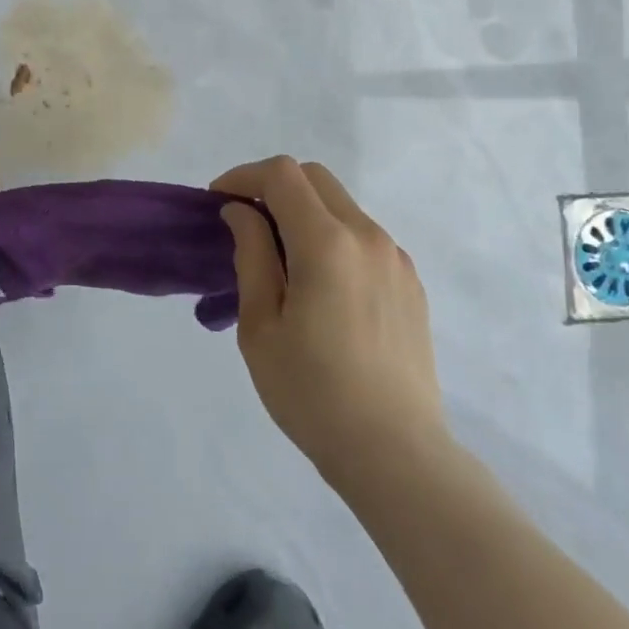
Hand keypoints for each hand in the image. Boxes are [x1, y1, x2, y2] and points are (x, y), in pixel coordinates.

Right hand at [212, 157, 445, 491]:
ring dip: (304, 212)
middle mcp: (367, 236)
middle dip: (273, 186)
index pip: (281, 175)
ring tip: (280, 260)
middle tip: (244, 224)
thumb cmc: (312, 393)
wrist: (396, 453)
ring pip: (341, 205)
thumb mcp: (260, 326)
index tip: (217, 203)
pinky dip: (332, 237)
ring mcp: (395, 258)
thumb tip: (242, 214)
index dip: (242, 177)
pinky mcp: (410, 282)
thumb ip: (251, 256)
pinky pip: (364, 237)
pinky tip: (320, 287)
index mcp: (327, 243)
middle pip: (314, 178)